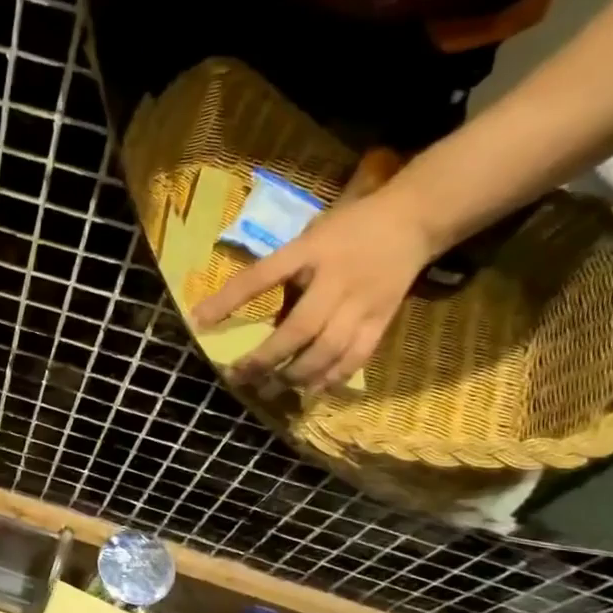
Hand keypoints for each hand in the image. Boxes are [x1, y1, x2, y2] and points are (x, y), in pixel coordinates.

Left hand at [193, 190, 433, 389]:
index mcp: (309, 252)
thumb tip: (261, 325)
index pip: (262, 276)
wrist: (413, 221)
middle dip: (265, 358)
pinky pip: (356, 357)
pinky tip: (310, 391)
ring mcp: (362, 303)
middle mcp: (336, 280)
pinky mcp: (382, 320)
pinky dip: (331, 378)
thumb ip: (284, 275)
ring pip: (327, 350)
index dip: (229, 300)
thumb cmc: (346, 231)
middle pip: (299, 328)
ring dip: (295, 375)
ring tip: (269, 388)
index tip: (198, 322)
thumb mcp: (308, 241)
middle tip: (238, 376)